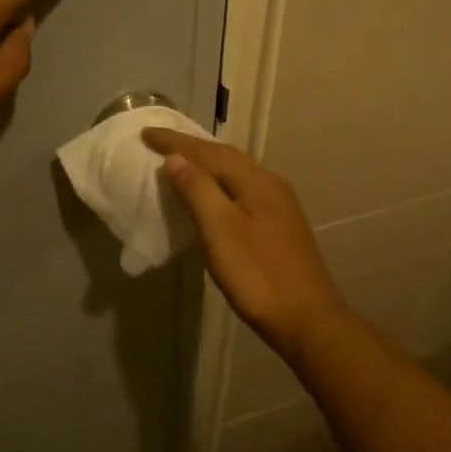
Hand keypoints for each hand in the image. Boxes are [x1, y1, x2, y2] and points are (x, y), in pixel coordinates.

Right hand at [142, 128, 349, 355]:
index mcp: (255, 181)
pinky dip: (220, 182)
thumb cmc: (257, 274)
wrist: (306, 318)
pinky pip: (243, 189)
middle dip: (192, 147)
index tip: (145, 133)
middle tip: (160, 142)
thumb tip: (176, 157)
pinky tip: (213, 195)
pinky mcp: (281, 225)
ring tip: (181, 162)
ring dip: (207, 163)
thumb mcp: (219, 229)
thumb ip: (197, 189)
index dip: (175, 142)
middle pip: (225, 156)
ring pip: (237, 172)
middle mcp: (270, 184)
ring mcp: (280, 205)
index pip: (208, 151)